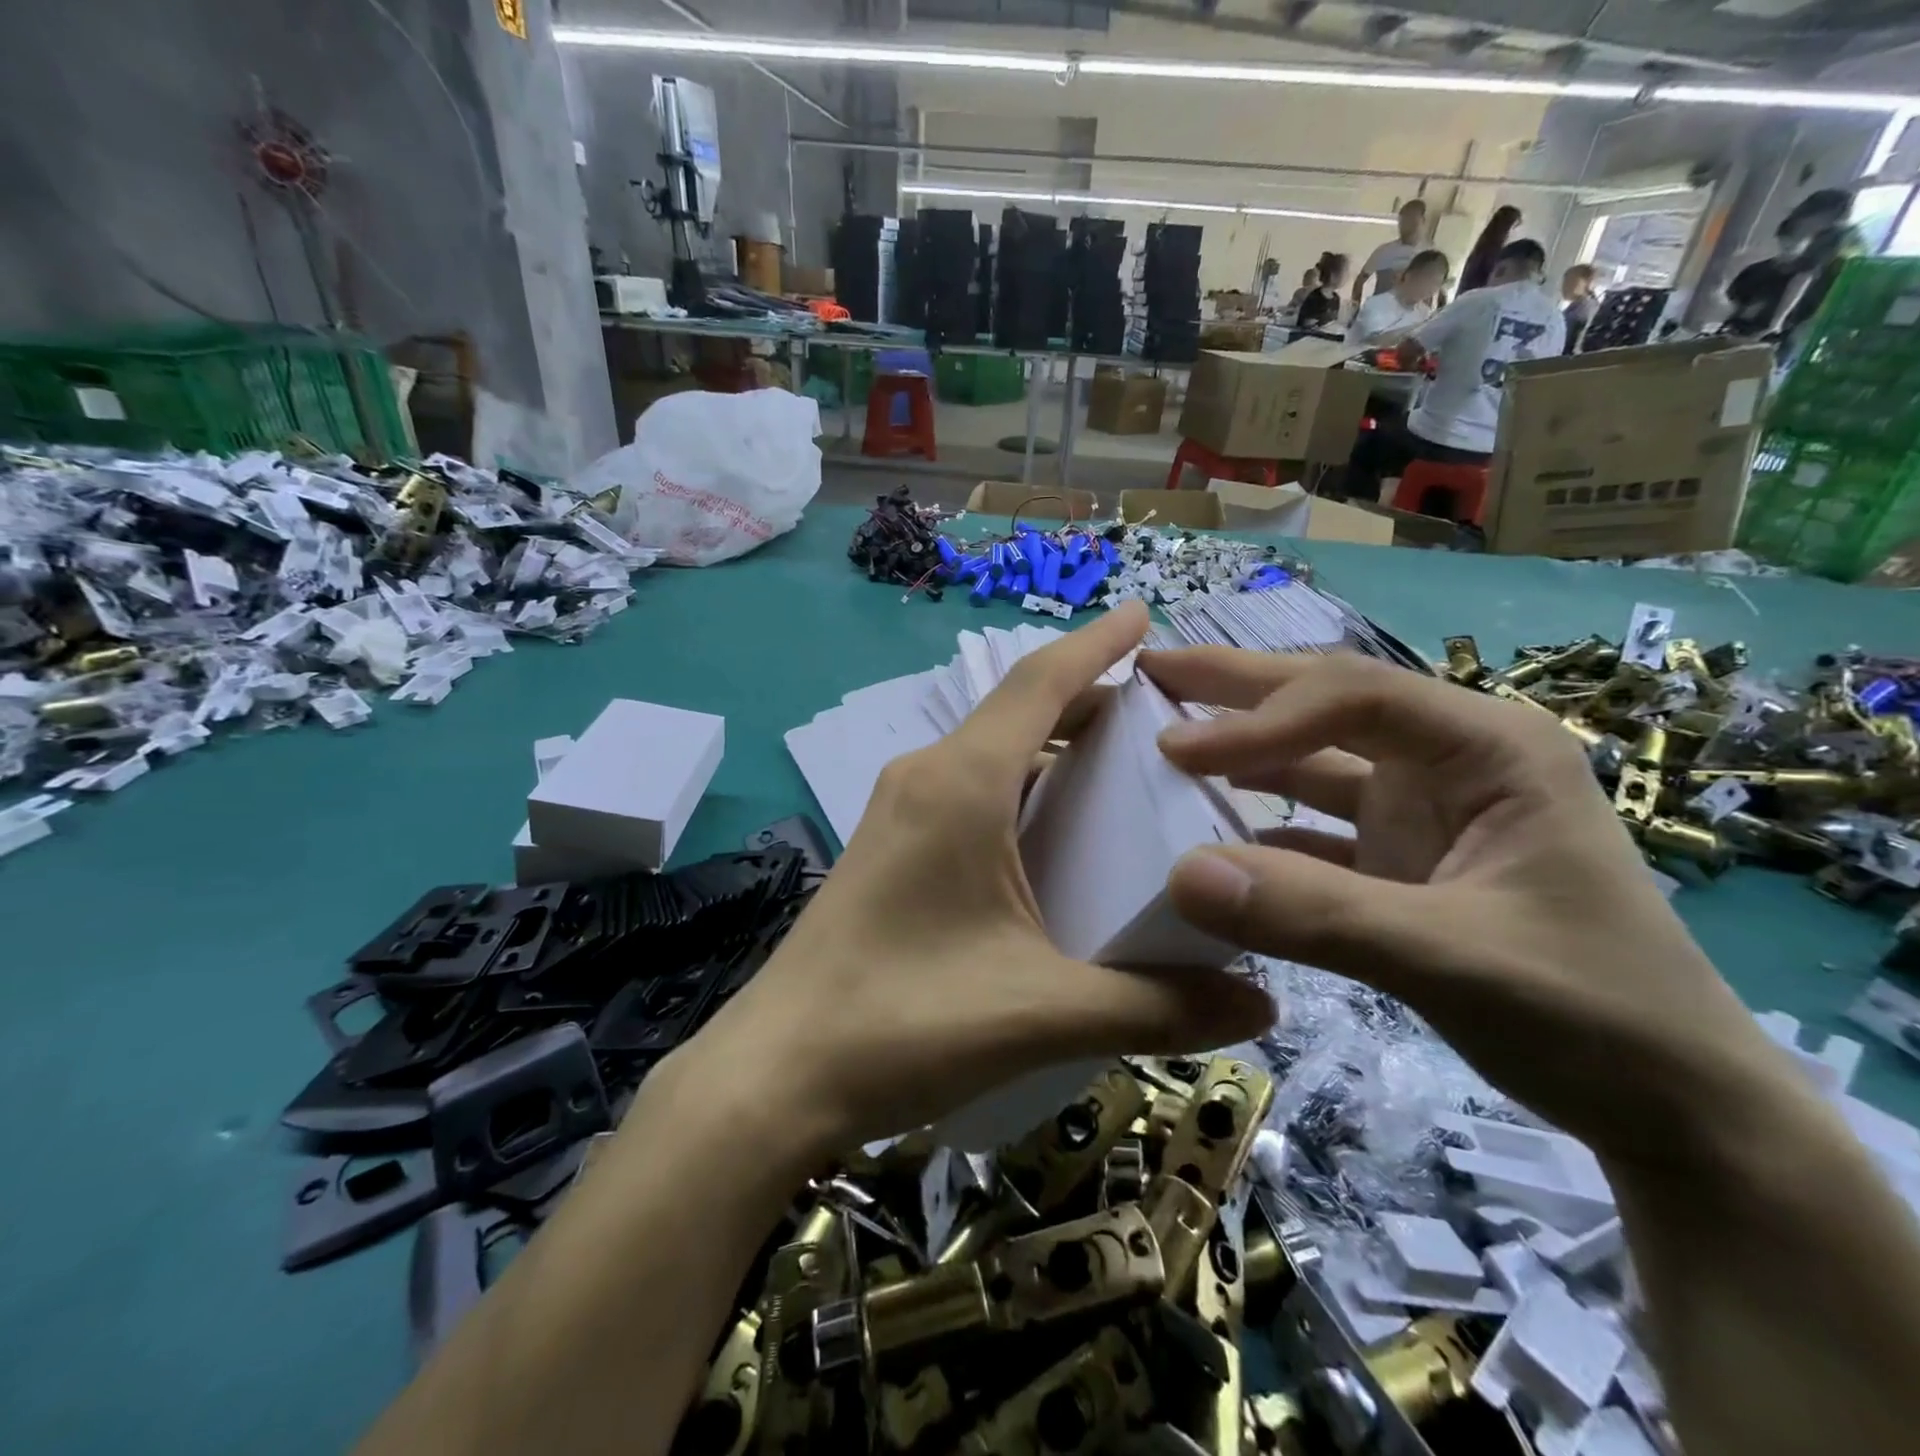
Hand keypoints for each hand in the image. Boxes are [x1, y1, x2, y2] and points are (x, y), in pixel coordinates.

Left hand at [689, 605, 1275, 1156]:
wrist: (778, 1073)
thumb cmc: (905, 1023)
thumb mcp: (1044, 1012)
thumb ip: (1158, 1005)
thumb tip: (1263, 1002)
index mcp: (962, 782)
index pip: (1040, 682)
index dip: (1097, 643)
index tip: (1145, 615)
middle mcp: (926, 777)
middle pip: (1019, 712)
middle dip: (1089, 700)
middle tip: (1163, 717)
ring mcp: (897, 810)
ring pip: (991, 751)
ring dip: (1052, 746)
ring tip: (1122, 770)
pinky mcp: (887, 847)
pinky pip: (968, 790)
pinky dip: (1020, 787)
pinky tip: (1054, 836)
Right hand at [1142, 648, 1796, 1169]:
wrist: (1672, 1112)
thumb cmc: (1592, 1013)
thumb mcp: (1454, 959)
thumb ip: (1317, 914)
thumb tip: (1180, 874)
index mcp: (1486, 748)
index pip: (1353, 697)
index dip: (1259, 717)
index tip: (1176, 749)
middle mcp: (1448, 762)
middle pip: (1327, 703)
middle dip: (1238, 686)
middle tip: (1153, 669)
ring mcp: (1419, 813)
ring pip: (1312, 761)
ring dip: (1241, 750)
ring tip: (1163, 734)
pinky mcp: (1396, 862)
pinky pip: (1309, 829)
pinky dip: (1257, 826)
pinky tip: (1205, 829)